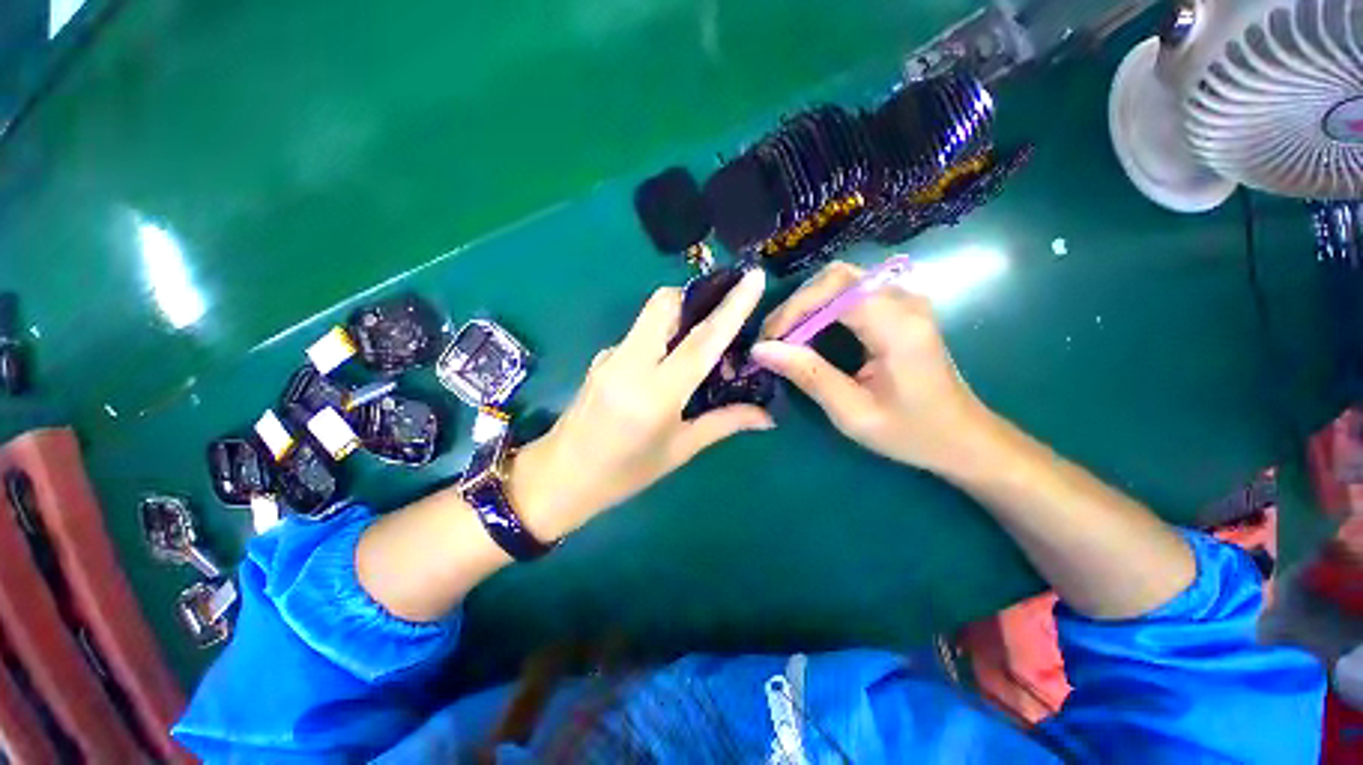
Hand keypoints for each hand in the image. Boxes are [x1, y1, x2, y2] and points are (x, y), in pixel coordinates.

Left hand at [510, 269, 773, 540]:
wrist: (559, 477)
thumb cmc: (624, 473)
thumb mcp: (679, 450)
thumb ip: (724, 423)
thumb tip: (767, 416)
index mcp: (655, 394)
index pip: (700, 341)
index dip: (731, 307)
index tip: (753, 278)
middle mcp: (630, 364)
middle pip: (664, 305)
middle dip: (697, 296)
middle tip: (723, 312)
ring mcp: (610, 356)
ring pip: (650, 315)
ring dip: (680, 315)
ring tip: (702, 340)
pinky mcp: (601, 357)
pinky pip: (639, 333)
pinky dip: (662, 334)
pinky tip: (670, 360)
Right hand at [751, 261, 985, 472]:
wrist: (963, 437)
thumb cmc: (911, 432)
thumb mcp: (852, 412)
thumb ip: (808, 375)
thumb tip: (761, 350)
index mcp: (897, 325)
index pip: (835, 290)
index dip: (794, 308)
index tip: (768, 340)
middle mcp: (904, 301)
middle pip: (837, 277)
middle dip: (797, 303)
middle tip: (773, 338)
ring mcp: (905, 301)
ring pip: (842, 281)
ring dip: (807, 304)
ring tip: (785, 337)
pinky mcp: (900, 308)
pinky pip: (852, 293)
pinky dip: (822, 307)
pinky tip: (809, 332)